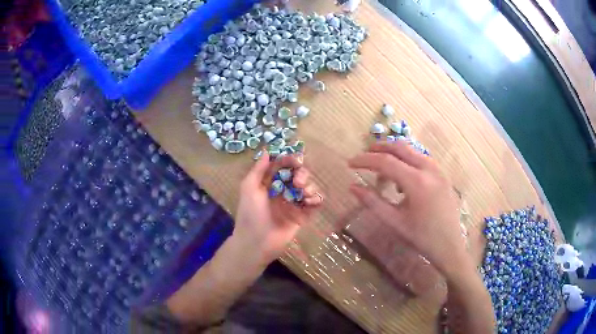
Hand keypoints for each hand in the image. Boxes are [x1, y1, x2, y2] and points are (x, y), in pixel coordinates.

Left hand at [234, 152, 322, 265]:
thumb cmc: (250, 215)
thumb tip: (267, 151)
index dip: (290, 160)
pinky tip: (310, 201)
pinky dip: (316, 199)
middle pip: (298, 175)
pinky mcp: (302, 215)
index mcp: (269, 183)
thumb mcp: (249, 188)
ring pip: (308, 187)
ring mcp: (293, 203)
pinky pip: (314, 203)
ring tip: (303, 194)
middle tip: (298, 181)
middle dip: (301, 174)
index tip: (296, 159)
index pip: (282, 166)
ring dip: (309, 186)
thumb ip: (258, 170)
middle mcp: (282, 191)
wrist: (257, 243)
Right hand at [348, 141, 469, 279]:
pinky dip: (407, 161)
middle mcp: (429, 169)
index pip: (386, 161)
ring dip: (394, 154)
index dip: (365, 160)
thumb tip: (352, 186)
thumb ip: (373, 202)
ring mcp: (438, 170)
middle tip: (364, 157)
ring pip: (412, 150)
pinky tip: (401, 179)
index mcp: (417, 182)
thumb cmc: (422, 237)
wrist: (450, 246)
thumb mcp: (395, 222)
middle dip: (379, 148)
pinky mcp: (442, 174)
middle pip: (400, 147)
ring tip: (381, 171)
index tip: (350, 163)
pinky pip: (421, 158)